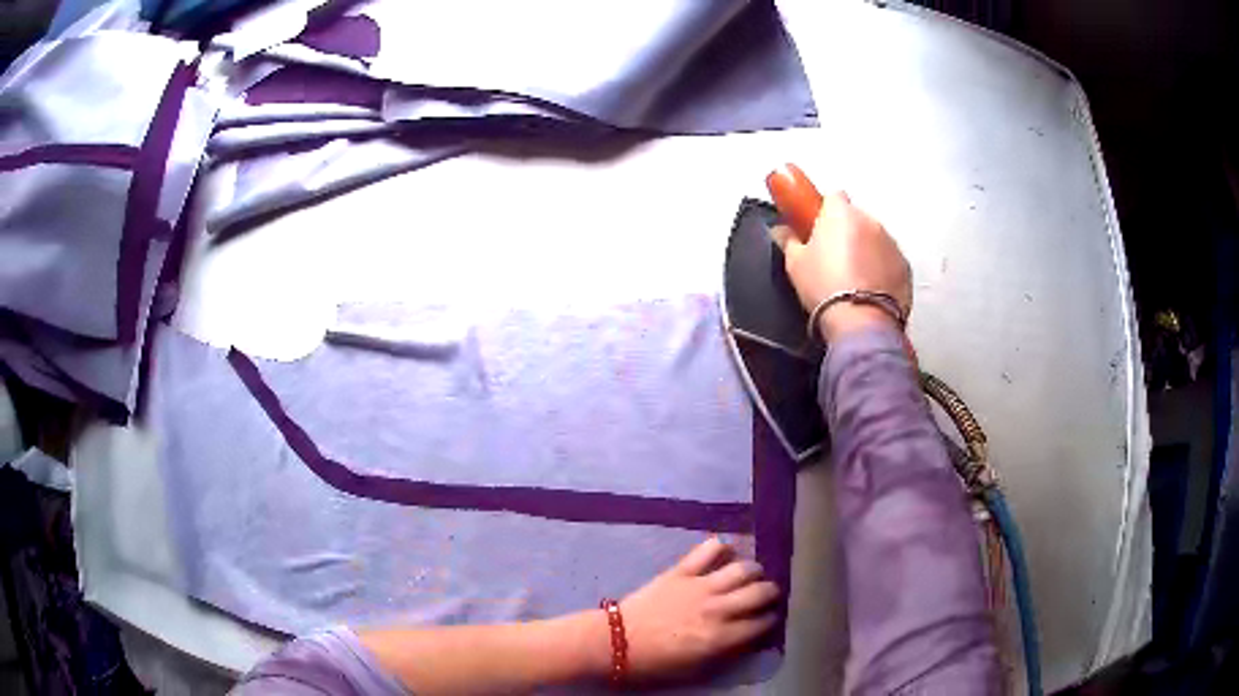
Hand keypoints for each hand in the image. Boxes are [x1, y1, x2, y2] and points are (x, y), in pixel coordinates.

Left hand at [618, 538, 779, 681]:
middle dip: (771, 593)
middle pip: (760, 593)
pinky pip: (708, 550)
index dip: (770, 620)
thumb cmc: (654, 663)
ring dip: (754, 570)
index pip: (762, 624)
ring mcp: (700, 586)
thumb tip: (747, 640)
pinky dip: (721, 547)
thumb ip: (725, 654)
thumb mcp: (695, 670)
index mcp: (721, 638)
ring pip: (742, 569)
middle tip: (768, 594)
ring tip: (753, 574)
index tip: (769, 619)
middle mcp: (718, 609)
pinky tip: (726, 552)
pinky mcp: (681, 571)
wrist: (616, 641)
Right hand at [774, 191, 911, 341]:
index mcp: (841, 214)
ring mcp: (891, 244)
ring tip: (851, 279)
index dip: (825, 210)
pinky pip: (890, 262)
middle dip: (847, 232)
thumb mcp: (795, 264)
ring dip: (866, 250)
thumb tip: (782, 232)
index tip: (818, 226)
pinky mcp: (905, 268)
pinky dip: (882, 270)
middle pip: (856, 218)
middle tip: (832, 258)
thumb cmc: (825, 288)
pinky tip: (868, 291)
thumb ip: (789, 240)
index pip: (833, 197)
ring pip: (875, 239)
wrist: (860, 322)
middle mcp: (870, 222)